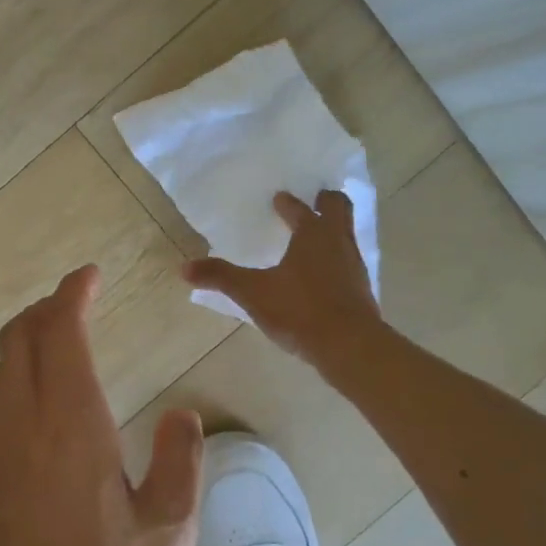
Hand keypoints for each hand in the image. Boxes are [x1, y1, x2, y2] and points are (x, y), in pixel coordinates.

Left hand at [0, 266, 204, 545]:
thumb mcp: (169, 534)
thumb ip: (180, 462)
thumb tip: (181, 413)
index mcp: (71, 429)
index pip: (60, 336)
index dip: (71, 297)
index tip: (89, 276)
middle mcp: (24, 430)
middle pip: (19, 342)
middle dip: (44, 309)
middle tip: (77, 299)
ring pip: (2, 372)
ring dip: (28, 341)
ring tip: (62, 337)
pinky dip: (19, 376)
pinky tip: (47, 399)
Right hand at [183, 189, 382, 368]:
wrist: (349, 346)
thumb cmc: (299, 310)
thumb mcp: (252, 293)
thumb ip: (220, 277)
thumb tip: (184, 267)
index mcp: (312, 233)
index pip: (300, 208)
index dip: (288, 203)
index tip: (279, 198)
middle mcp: (338, 242)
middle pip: (339, 208)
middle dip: (326, 201)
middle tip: (315, 199)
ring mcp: (355, 265)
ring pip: (347, 235)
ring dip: (333, 230)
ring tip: (316, 236)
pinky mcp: (362, 290)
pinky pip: (349, 262)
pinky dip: (337, 259)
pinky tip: (323, 275)